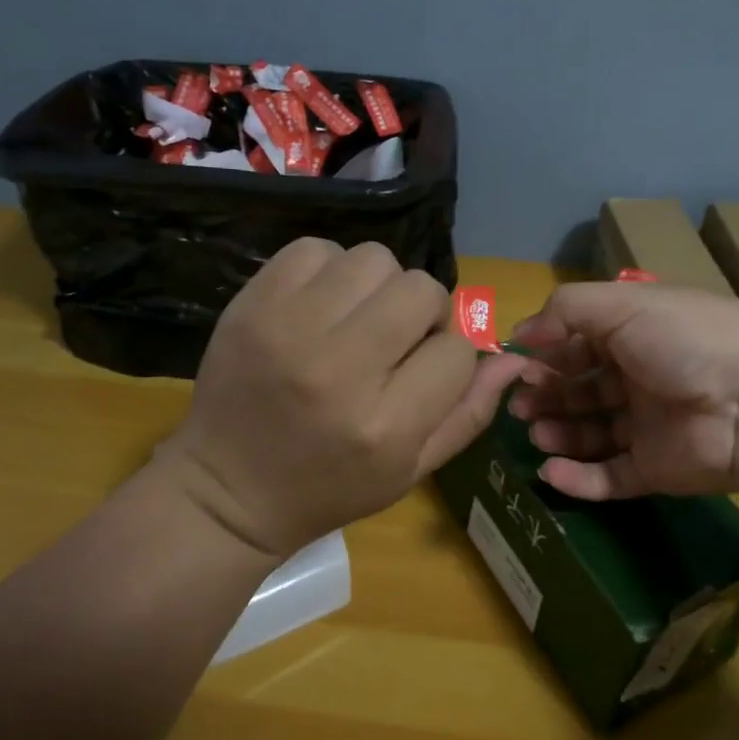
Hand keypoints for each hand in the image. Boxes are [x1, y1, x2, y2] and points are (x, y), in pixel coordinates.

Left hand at [159, 240, 527, 557]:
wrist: (225, 490)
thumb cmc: (330, 489)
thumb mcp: (412, 470)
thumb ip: (470, 412)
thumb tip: (513, 355)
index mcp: (386, 425)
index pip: (457, 348)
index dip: (453, 354)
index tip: (427, 371)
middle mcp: (340, 369)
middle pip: (421, 291)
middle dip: (424, 312)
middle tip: (397, 339)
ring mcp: (290, 328)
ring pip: (375, 260)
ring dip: (380, 286)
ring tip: (358, 320)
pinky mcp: (253, 303)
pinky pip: (317, 249)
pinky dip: (330, 270)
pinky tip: (321, 305)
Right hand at [507, 283, 738, 500]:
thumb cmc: (685, 341)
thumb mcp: (622, 305)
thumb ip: (566, 310)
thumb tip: (521, 332)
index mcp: (641, 332)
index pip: (584, 341)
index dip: (551, 351)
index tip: (521, 365)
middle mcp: (644, 376)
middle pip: (584, 387)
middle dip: (549, 393)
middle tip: (520, 405)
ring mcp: (651, 425)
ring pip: (592, 432)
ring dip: (559, 431)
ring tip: (535, 432)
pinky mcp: (657, 469)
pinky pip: (610, 476)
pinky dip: (578, 477)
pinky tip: (549, 471)